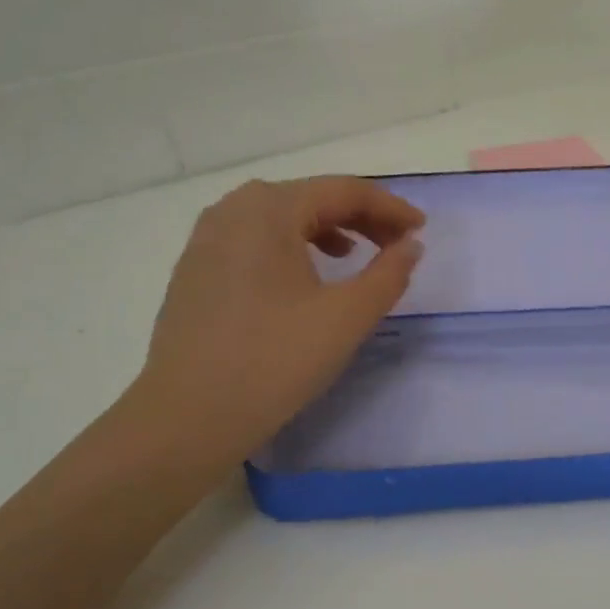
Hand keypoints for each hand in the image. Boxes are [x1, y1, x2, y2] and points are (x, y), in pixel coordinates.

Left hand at [127, 176, 425, 455]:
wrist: (188, 417)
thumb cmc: (274, 360)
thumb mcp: (347, 317)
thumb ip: (389, 274)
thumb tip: (410, 246)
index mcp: (270, 209)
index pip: (344, 191)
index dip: (390, 208)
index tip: (421, 230)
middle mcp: (233, 209)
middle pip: (310, 197)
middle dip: (360, 217)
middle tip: (396, 244)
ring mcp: (206, 238)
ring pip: (280, 217)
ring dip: (326, 229)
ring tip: (353, 256)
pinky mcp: (195, 269)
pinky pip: (254, 239)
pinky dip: (291, 246)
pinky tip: (302, 277)